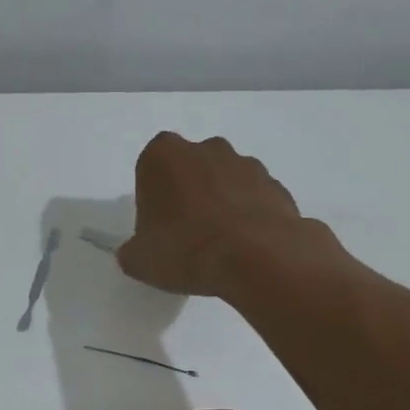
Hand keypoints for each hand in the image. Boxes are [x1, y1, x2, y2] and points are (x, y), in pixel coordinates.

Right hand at [117, 132, 331, 297]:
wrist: (258, 258)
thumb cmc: (186, 250)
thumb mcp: (139, 260)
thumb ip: (133, 250)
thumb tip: (139, 250)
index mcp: (163, 156)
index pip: (149, 171)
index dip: (152, 201)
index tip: (157, 229)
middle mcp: (206, 149)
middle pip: (189, 170)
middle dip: (187, 196)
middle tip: (185, 237)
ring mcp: (246, 164)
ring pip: (224, 182)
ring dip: (219, 205)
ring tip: (218, 247)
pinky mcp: (276, 185)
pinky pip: (253, 200)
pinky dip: (247, 218)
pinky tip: (244, 248)